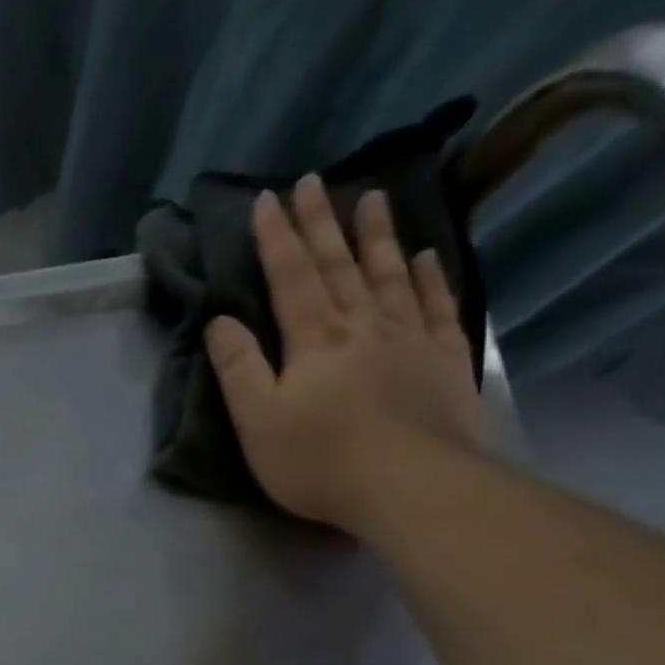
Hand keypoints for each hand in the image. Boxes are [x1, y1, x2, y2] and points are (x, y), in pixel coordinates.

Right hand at [204, 174, 488, 531]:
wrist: (408, 483)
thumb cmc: (318, 459)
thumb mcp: (257, 421)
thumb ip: (239, 368)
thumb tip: (221, 319)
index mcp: (314, 340)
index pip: (291, 277)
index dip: (277, 238)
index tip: (267, 199)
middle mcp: (363, 325)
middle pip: (339, 265)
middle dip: (321, 223)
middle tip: (314, 181)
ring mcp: (409, 337)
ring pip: (389, 274)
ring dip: (376, 236)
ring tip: (372, 198)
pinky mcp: (443, 358)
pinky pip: (436, 304)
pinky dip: (426, 276)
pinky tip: (423, 257)